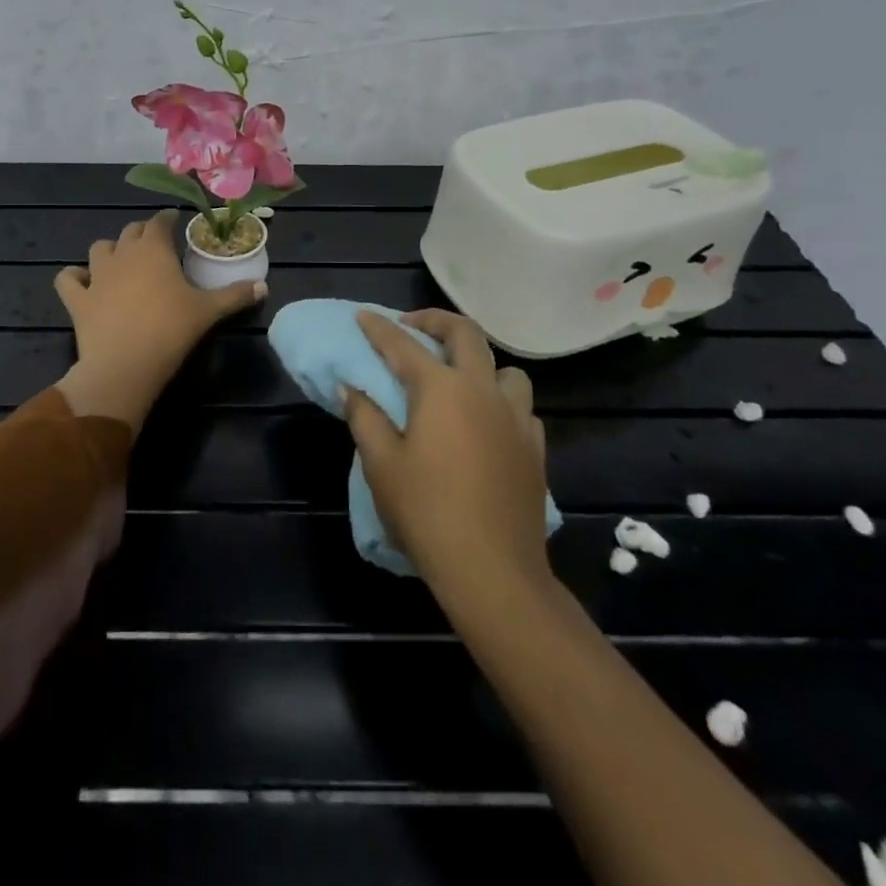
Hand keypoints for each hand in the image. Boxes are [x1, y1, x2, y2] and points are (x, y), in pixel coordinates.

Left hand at [52, 210, 265, 428]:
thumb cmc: (171, 330)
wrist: (126, 363)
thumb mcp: (209, 311)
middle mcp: (123, 254)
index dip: (168, 219)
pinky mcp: (77, 299)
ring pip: (99, 248)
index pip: (159, 221)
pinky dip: (74, 277)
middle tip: (155, 244)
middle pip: (130, 231)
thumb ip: (235, 295)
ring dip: (110, 250)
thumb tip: (264, 286)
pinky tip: (82, 282)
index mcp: (154, 249)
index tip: (176, 222)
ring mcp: (96, 275)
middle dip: (143, 232)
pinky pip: (67, 279)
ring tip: (120, 261)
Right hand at [344, 309, 551, 593]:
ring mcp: (516, 418)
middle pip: (466, 335)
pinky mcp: (534, 447)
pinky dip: (500, 400)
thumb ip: (365, 417)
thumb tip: (352, 388)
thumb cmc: (426, 512)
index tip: (363, 315)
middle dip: (436, 320)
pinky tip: (485, 423)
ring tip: (457, 380)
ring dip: (478, 363)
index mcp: (442, 390)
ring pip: (505, 369)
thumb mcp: (381, 464)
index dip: (379, 327)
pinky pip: (520, 406)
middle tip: (412, 326)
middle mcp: (483, 391)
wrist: (492, 570)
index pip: (403, 345)